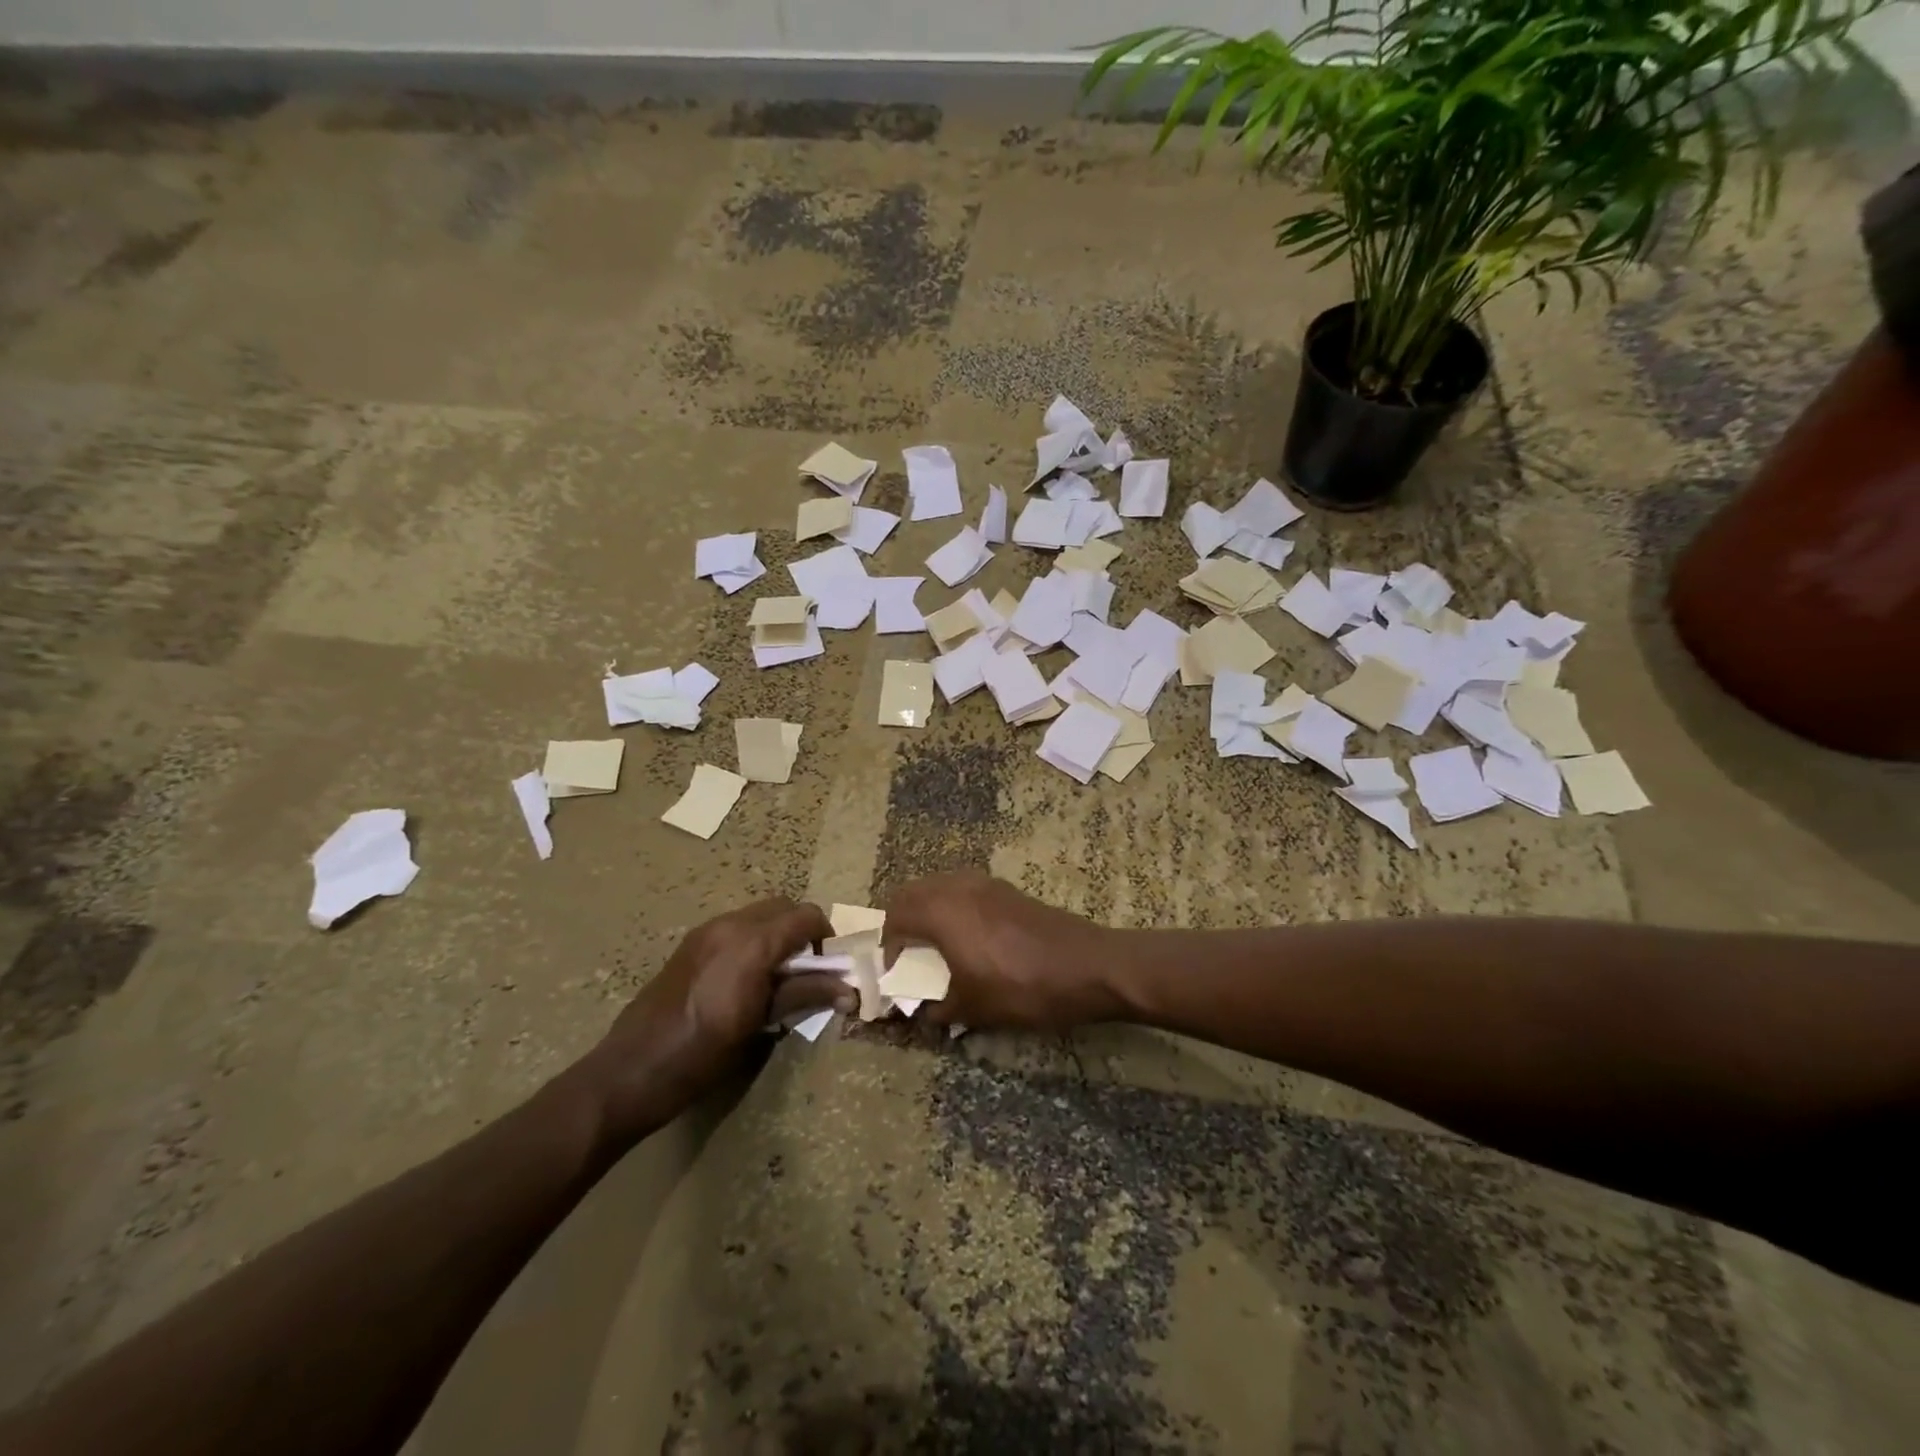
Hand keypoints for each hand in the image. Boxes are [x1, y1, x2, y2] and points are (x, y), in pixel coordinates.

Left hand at [583, 898, 849, 1140]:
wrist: (631, 1071)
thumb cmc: (702, 1054)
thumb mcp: (759, 1026)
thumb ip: (806, 997)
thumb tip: (850, 991)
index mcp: (752, 943)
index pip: (806, 917)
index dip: (826, 938)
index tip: (830, 969)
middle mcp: (730, 925)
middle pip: (784, 907)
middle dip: (802, 932)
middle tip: (806, 972)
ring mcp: (706, 931)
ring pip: (759, 914)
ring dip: (777, 934)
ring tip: (776, 978)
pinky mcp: (691, 943)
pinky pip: (735, 927)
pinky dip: (753, 940)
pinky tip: (746, 980)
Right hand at [881, 873, 1119, 1030]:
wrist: (1089, 966)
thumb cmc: (1023, 989)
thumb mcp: (975, 1008)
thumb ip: (940, 1009)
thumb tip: (926, 1013)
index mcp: (942, 912)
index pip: (895, 916)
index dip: (887, 945)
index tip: (893, 972)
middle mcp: (958, 888)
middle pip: (912, 892)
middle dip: (901, 921)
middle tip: (905, 954)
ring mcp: (985, 884)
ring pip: (939, 886)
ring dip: (927, 909)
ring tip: (933, 945)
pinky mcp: (1007, 890)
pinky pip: (964, 889)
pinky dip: (952, 906)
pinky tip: (967, 938)